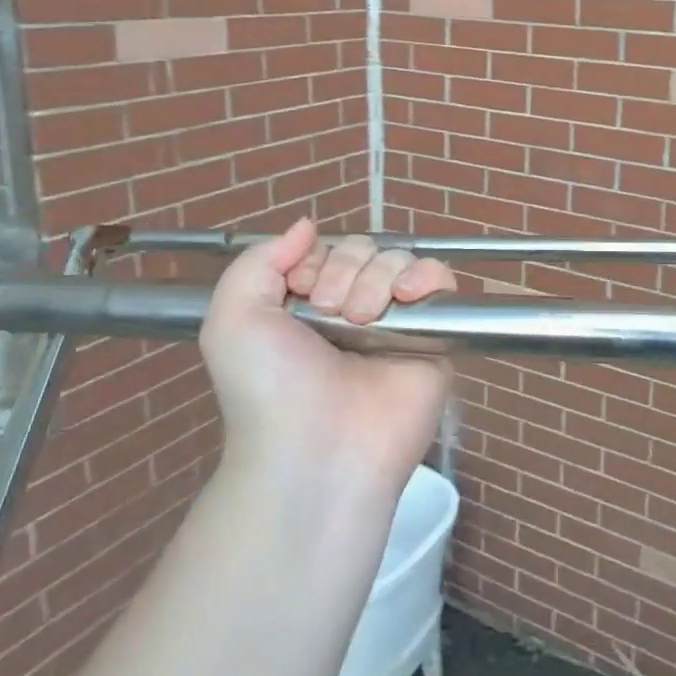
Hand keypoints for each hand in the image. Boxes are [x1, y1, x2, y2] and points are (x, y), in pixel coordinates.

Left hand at [199, 220, 456, 500]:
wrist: (316, 450)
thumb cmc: (269, 387)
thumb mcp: (234, 319)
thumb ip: (259, 260)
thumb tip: (305, 225)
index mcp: (309, 305)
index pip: (327, 250)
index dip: (315, 259)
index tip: (302, 292)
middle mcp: (354, 308)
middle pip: (365, 249)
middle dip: (345, 271)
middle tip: (331, 315)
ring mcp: (396, 321)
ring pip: (399, 259)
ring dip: (378, 279)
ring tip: (364, 321)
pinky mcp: (434, 335)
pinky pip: (441, 280)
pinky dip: (426, 276)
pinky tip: (406, 297)